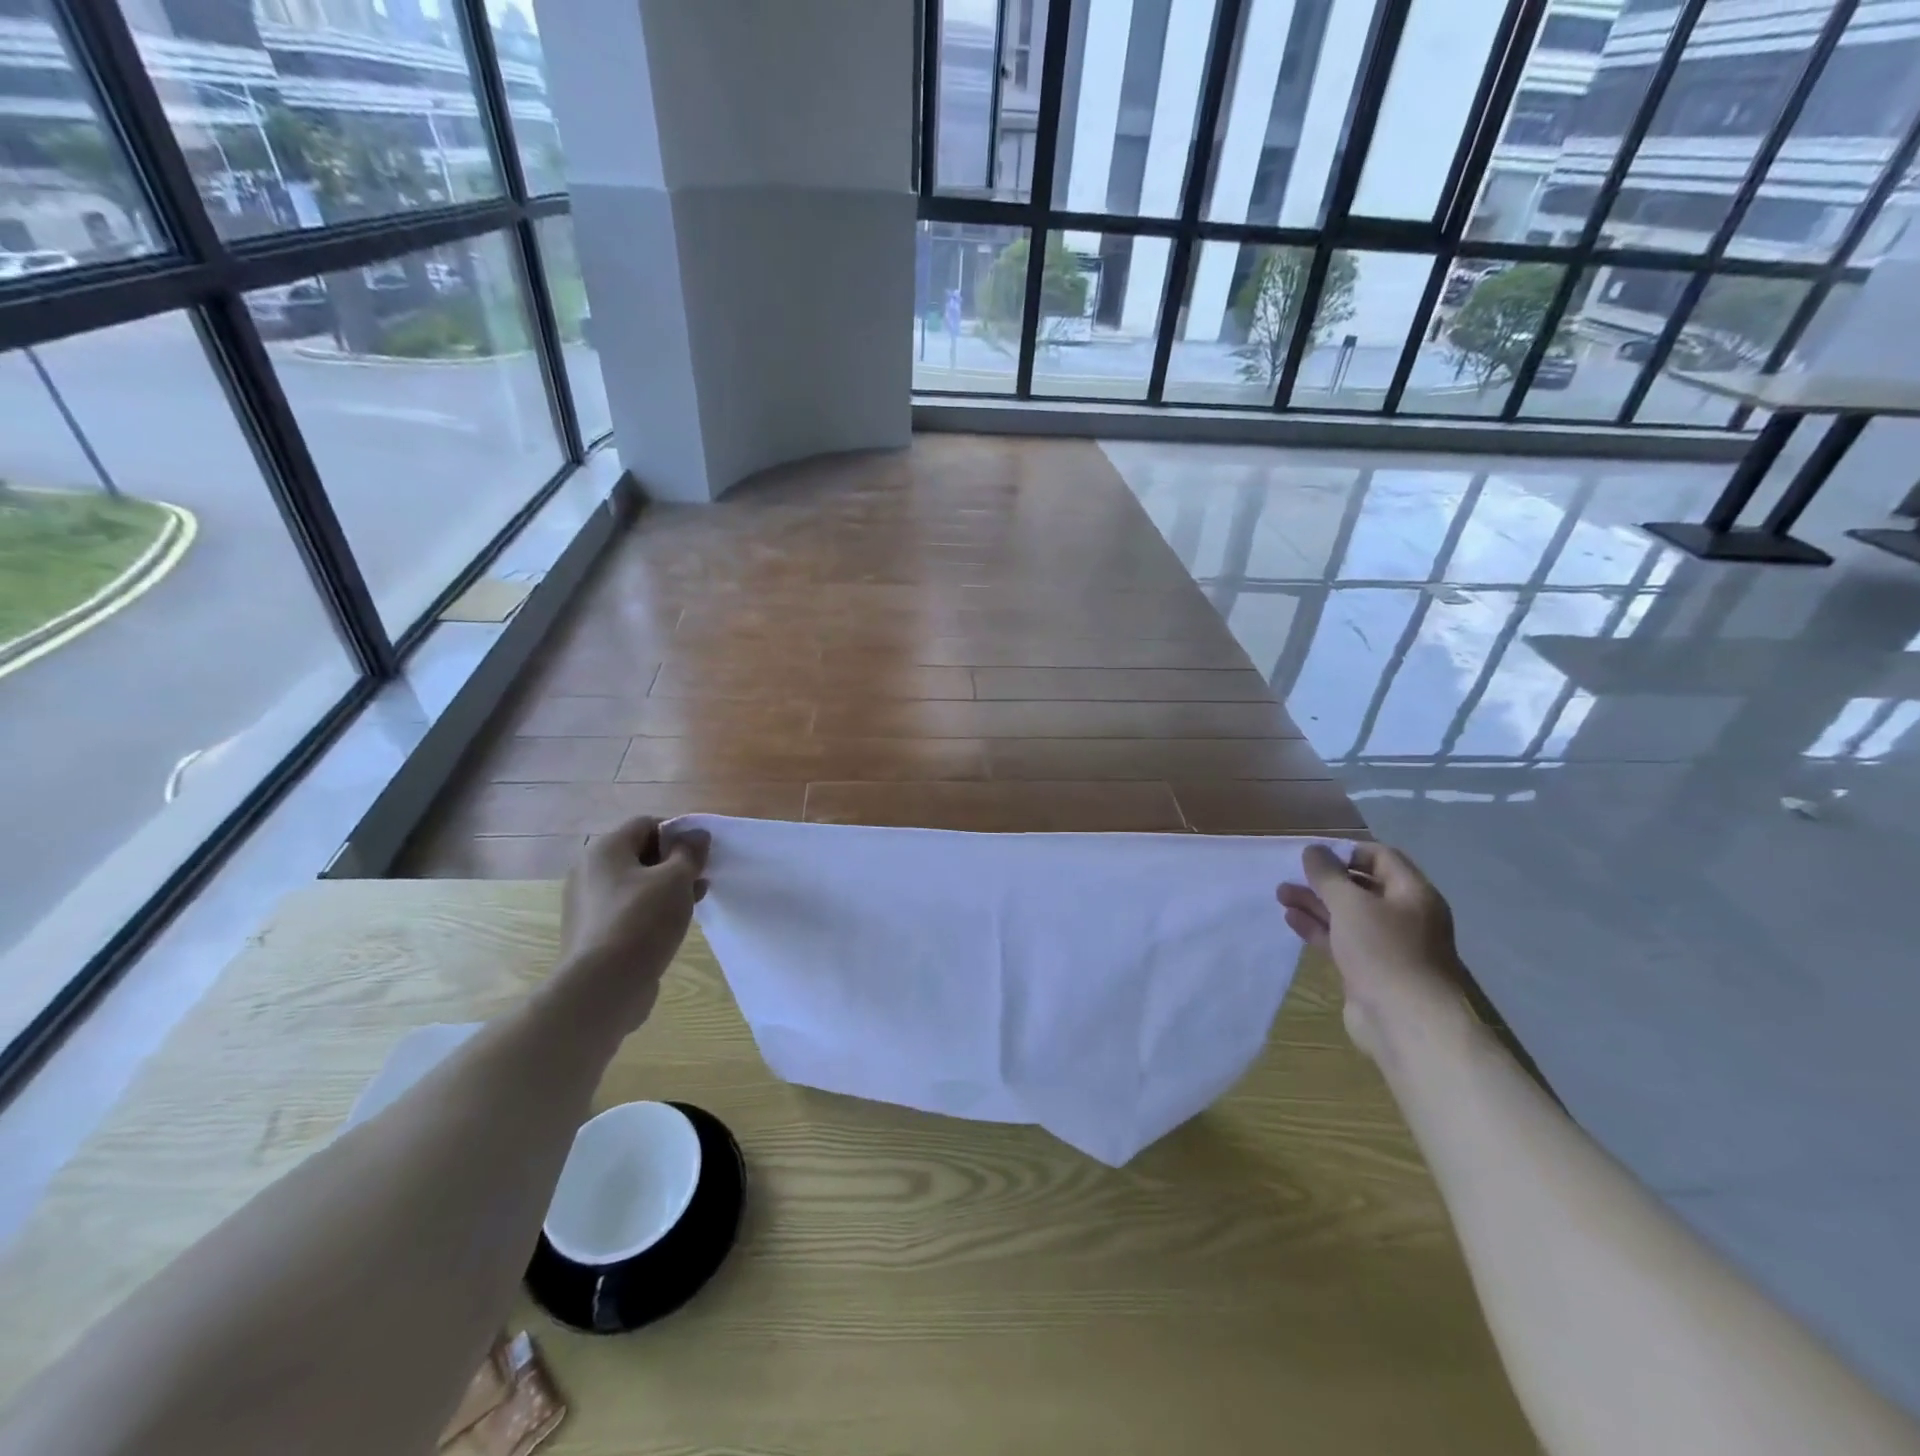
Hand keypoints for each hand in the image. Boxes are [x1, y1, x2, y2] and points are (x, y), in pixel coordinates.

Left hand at [555, 816, 709, 1033]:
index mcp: (605, 850)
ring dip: (666, 888)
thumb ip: (689, 852)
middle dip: (674, 862)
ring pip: (635, 884)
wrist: (603, 987)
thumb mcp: (676, 879)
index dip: (678, 833)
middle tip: (701, 878)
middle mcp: (589, 871)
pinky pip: (627, 909)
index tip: (701, 854)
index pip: (646, 824)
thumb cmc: (642, 921)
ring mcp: (587, 904)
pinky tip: (672, 926)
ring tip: (694, 902)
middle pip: (639, 854)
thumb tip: (696, 834)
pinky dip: (650, 910)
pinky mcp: (592, 933)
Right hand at [1278, 843, 1469, 1062]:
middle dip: (1325, 880)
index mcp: (1413, 894)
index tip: (1316, 855)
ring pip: (1347, 915)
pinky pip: (1341, 940)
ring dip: (1315, 903)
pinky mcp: (1370, 970)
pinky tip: (1292, 919)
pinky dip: (1318, 928)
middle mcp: (1404, 916)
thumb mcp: (1350, 904)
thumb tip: (1313, 850)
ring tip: (1281, 894)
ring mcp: (1387, 946)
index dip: (1349, 851)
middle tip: (1292, 875)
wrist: (1405, 1022)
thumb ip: (1328, 875)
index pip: (1382, 858)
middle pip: (1362, 887)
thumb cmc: (1383, 951)